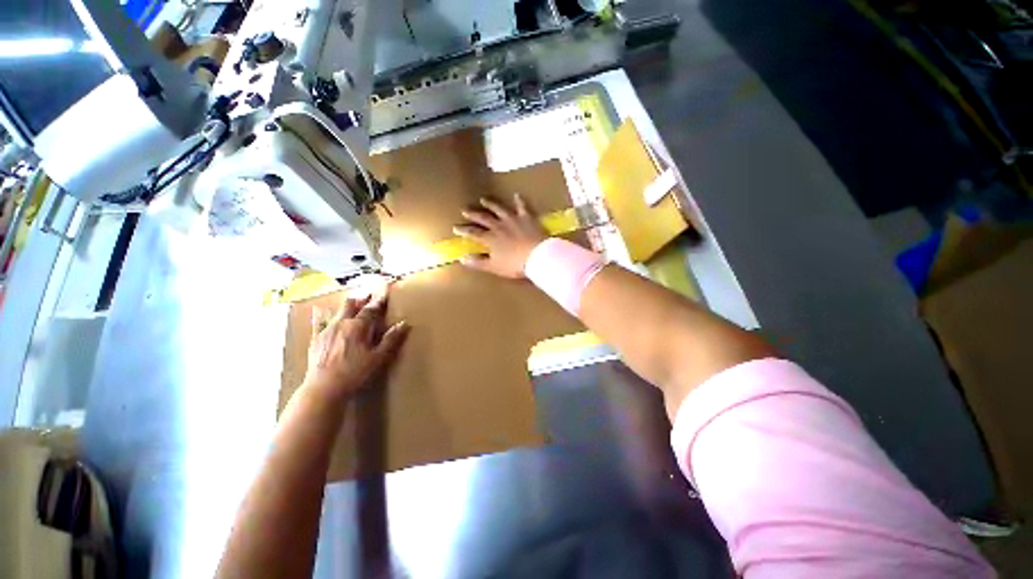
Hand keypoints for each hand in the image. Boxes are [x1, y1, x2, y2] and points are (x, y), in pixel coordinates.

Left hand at [304, 292, 408, 400]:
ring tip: (354, 303)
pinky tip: (319, 311)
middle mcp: (342, 323)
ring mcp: (327, 330)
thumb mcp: (378, 357)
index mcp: (358, 326)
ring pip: (338, 311)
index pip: (371, 309)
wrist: (324, 388)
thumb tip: (404, 323)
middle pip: (352, 305)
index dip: (379, 299)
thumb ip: (391, 339)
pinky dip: (322, 315)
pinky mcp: (316, 339)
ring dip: (348, 306)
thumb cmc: (355, 373)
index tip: (385, 289)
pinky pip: (319, 322)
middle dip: (362, 299)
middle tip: (369, 295)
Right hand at [453, 194, 547, 277]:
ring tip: (483, 199)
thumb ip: (478, 262)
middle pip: (483, 218)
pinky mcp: (526, 218)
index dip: (464, 230)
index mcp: (490, 238)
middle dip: (473, 214)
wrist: (536, 256)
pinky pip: (522, 207)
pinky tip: (516, 194)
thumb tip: (463, 258)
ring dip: (491, 204)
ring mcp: (512, 220)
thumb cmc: (514, 264)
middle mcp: (499, 226)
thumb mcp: (493, 266)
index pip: (473, 233)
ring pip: (499, 209)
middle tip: (465, 210)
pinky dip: (519, 201)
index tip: (456, 227)